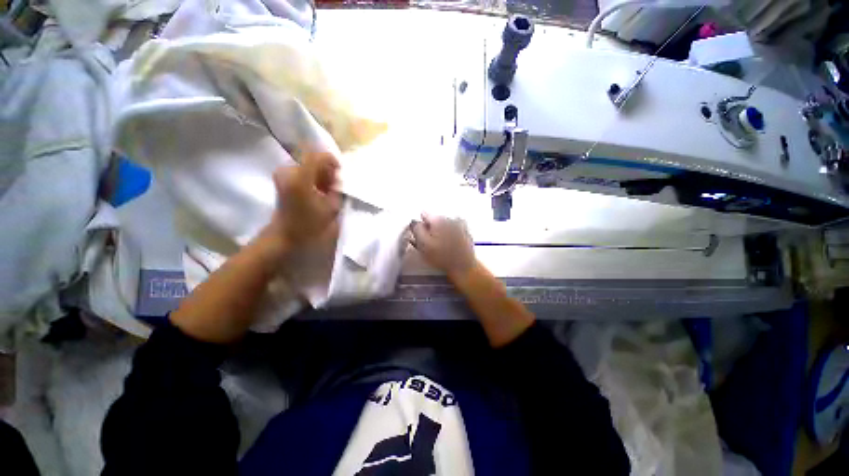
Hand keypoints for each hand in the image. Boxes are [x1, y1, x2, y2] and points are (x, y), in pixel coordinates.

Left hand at [266, 151, 341, 253]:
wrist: (286, 236)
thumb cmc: (310, 225)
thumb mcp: (331, 209)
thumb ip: (337, 190)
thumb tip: (338, 179)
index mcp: (300, 178)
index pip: (317, 156)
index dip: (332, 160)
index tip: (341, 171)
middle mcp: (288, 172)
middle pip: (311, 159)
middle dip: (326, 169)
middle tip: (335, 183)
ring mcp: (283, 175)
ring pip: (307, 165)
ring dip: (319, 174)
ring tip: (327, 189)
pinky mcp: (282, 180)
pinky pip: (301, 171)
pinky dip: (312, 177)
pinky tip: (318, 190)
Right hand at [410, 214, 475, 280]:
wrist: (464, 266)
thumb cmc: (441, 257)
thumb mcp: (423, 244)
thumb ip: (416, 229)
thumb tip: (415, 222)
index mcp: (438, 219)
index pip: (424, 214)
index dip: (420, 225)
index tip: (420, 235)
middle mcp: (449, 217)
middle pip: (435, 219)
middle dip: (431, 228)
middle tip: (429, 243)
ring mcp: (460, 224)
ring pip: (444, 224)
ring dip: (440, 231)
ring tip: (440, 245)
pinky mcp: (466, 231)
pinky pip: (454, 229)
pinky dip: (450, 233)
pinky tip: (450, 244)